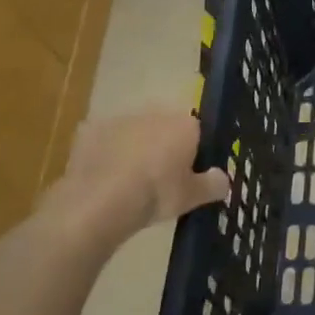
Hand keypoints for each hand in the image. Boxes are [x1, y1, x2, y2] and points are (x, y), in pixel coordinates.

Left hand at [41, 108, 229, 238]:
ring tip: (129, 181)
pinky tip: (104, 178)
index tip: (188, 174)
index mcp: (184, 124)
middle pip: (165, 127)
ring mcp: (120, 119)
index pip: (197, 131)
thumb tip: (224, 179)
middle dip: (163, 145)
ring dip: (134, 148)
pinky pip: (105, 140)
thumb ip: (214, 185)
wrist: (101, 201)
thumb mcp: (193, 197)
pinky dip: (106, 154)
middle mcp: (154, 113)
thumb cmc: (156, 194)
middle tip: (160, 178)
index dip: (193, 152)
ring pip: (134, 131)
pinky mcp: (90, 130)